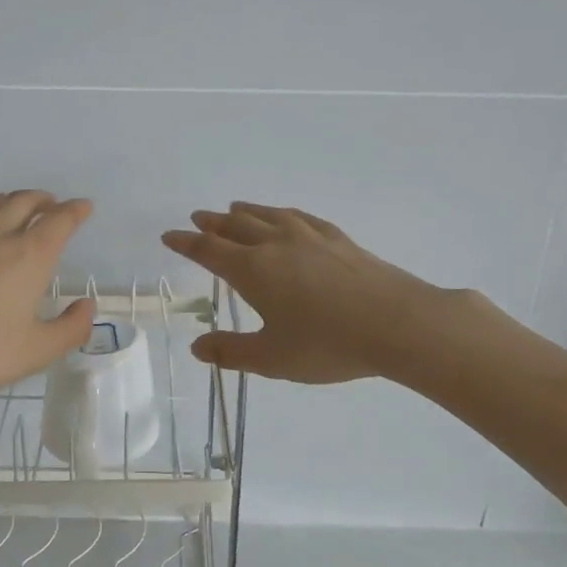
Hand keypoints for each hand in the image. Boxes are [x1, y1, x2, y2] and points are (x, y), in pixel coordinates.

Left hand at [0, 191, 95, 406]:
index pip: (59, 220)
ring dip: (5, 202)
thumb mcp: (36, 352)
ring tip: (10, 208)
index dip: (75, 211)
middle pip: (22, 201)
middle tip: (49, 205)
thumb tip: (86, 306)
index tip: (83, 207)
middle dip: (42, 200)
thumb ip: (70, 329)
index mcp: (28, 255)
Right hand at [163, 203, 484, 382]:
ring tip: (233, 208)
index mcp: (252, 270)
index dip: (186, 243)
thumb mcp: (272, 358)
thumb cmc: (327, 344)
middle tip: (197, 217)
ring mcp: (309, 237)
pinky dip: (282, 213)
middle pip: (235, 226)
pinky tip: (286, 216)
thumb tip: (197, 346)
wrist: (396, 323)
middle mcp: (275, 244)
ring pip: (267, 215)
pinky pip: (299, 216)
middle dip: (212, 223)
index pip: (209, 250)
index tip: (170, 236)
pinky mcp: (338, 238)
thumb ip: (231, 352)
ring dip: (245, 212)